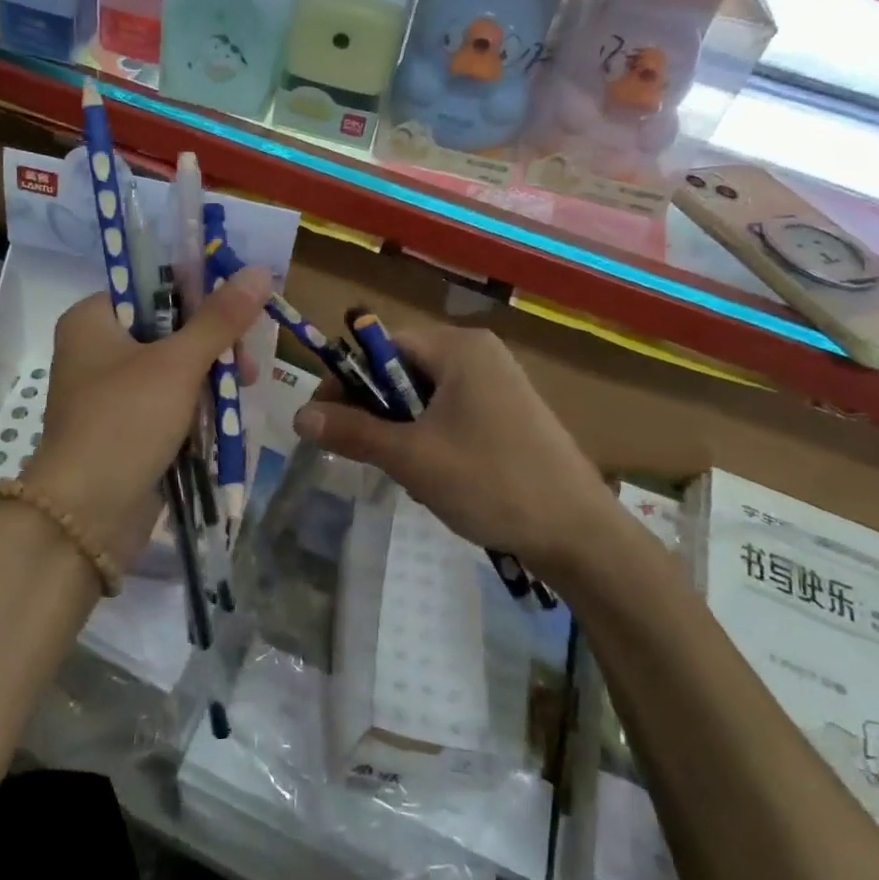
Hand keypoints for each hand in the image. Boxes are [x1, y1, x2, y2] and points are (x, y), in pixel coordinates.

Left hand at [24, 265, 270, 566]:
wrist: (86, 515)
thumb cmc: (125, 421)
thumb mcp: (177, 364)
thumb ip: (220, 319)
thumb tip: (260, 270)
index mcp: (92, 320)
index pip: (152, 287)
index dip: (199, 293)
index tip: (240, 309)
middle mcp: (95, 350)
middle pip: (167, 328)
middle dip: (212, 344)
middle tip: (245, 362)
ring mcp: (108, 392)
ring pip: (171, 368)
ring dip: (209, 377)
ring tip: (243, 388)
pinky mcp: (123, 428)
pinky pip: (166, 403)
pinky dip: (195, 405)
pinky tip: (226, 413)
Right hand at [290, 326, 625, 585]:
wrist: (579, 534)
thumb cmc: (490, 481)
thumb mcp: (411, 457)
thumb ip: (353, 432)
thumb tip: (299, 416)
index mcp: (459, 347)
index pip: (382, 345)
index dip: (346, 380)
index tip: (323, 421)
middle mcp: (479, 353)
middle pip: (402, 369)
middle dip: (375, 410)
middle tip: (360, 452)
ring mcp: (498, 383)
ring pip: (424, 396)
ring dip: (401, 429)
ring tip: (404, 470)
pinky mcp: (509, 413)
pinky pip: (451, 412)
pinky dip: (430, 437)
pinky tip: (435, 475)